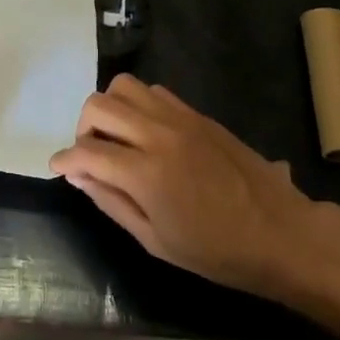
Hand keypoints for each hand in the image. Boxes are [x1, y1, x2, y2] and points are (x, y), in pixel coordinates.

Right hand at [50, 75, 321, 300]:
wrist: (282, 233)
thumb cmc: (218, 252)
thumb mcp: (156, 241)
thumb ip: (111, 204)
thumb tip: (79, 177)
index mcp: (145, 173)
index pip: (87, 152)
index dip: (64, 160)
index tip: (58, 168)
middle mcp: (158, 135)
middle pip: (98, 106)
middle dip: (82, 129)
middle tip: (91, 156)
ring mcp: (180, 119)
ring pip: (124, 86)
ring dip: (110, 109)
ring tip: (117, 138)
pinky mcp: (197, 114)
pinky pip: (154, 91)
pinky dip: (138, 105)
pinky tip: (147, 133)